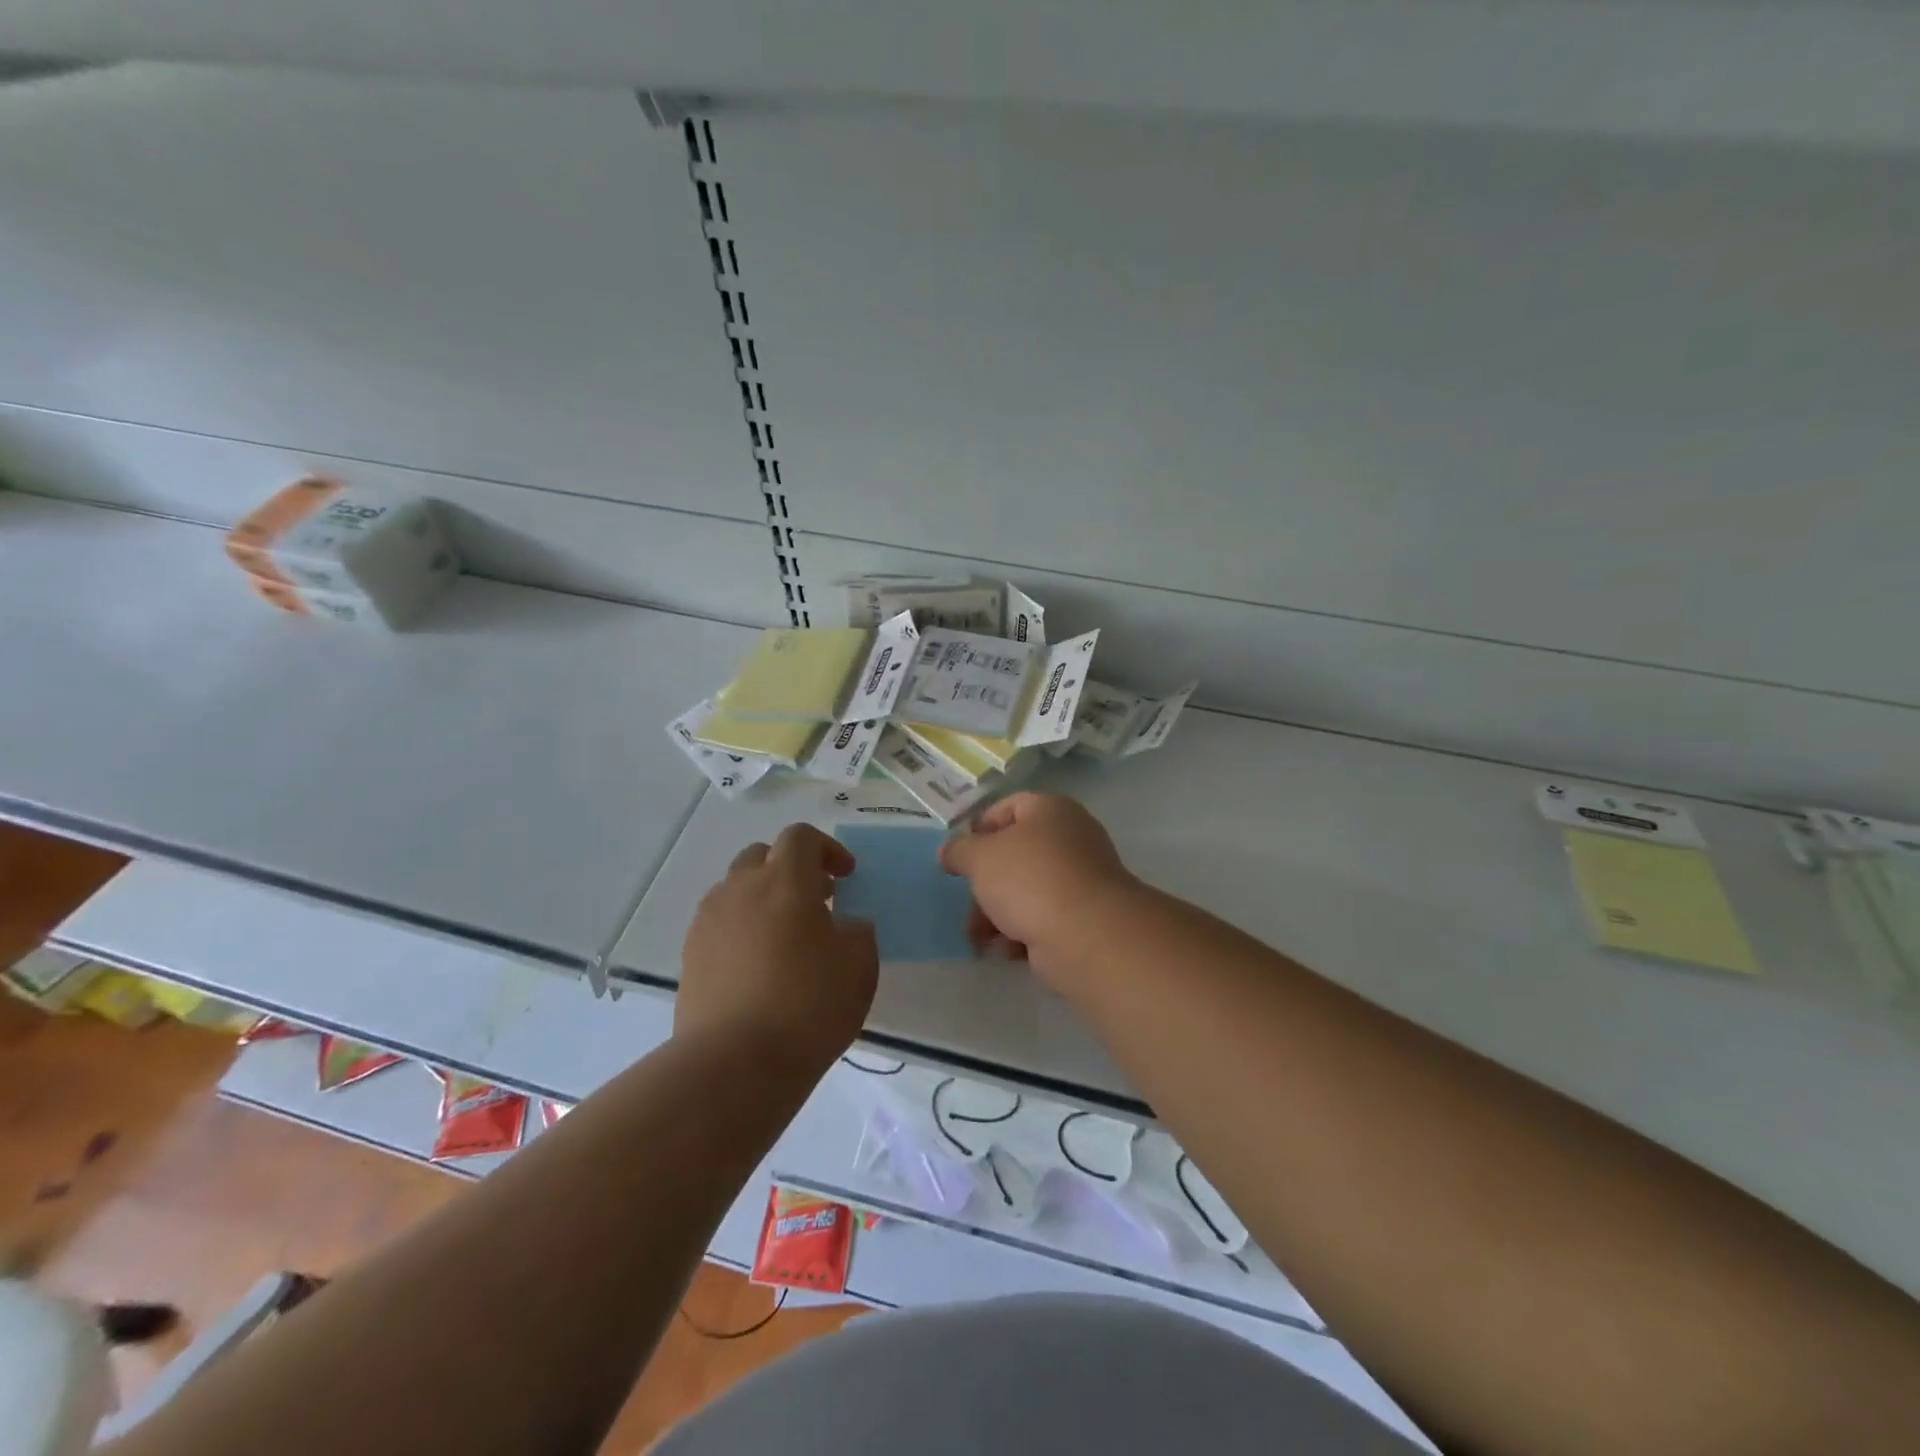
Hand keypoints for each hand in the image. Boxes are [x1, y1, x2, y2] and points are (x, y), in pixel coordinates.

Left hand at [678, 823, 877, 1075]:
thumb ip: (857, 933)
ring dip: (763, 898)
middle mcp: (741, 889)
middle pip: (762, 856)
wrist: (734, 1064)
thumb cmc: (807, 1006)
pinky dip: (741, 928)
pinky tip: (758, 966)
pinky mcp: (690, 955)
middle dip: (791, 869)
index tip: (845, 877)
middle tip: (816, 900)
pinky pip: (720, 923)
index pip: (801, 838)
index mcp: (785, 881)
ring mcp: (709, 921)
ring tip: (785, 936)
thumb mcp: (859, 967)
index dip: (827, 849)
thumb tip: (844, 926)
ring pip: (736, 889)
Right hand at [939, 793, 1137, 987]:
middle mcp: (1070, 838)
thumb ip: (959, 850)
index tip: (959, 856)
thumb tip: (949, 851)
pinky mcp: (1084, 916)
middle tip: (966, 903)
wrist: (1087, 934)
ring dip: (996, 912)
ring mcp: (1080, 878)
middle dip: (985, 882)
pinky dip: (1021, 931)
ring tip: (978, 938)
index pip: (1008, 807)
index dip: (979, 828)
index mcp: (1050, 810)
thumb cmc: (1029, 880)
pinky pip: (1043, 917)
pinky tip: (1006, 950)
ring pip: (1026, 889)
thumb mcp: (980, 857)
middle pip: (1015, 854)